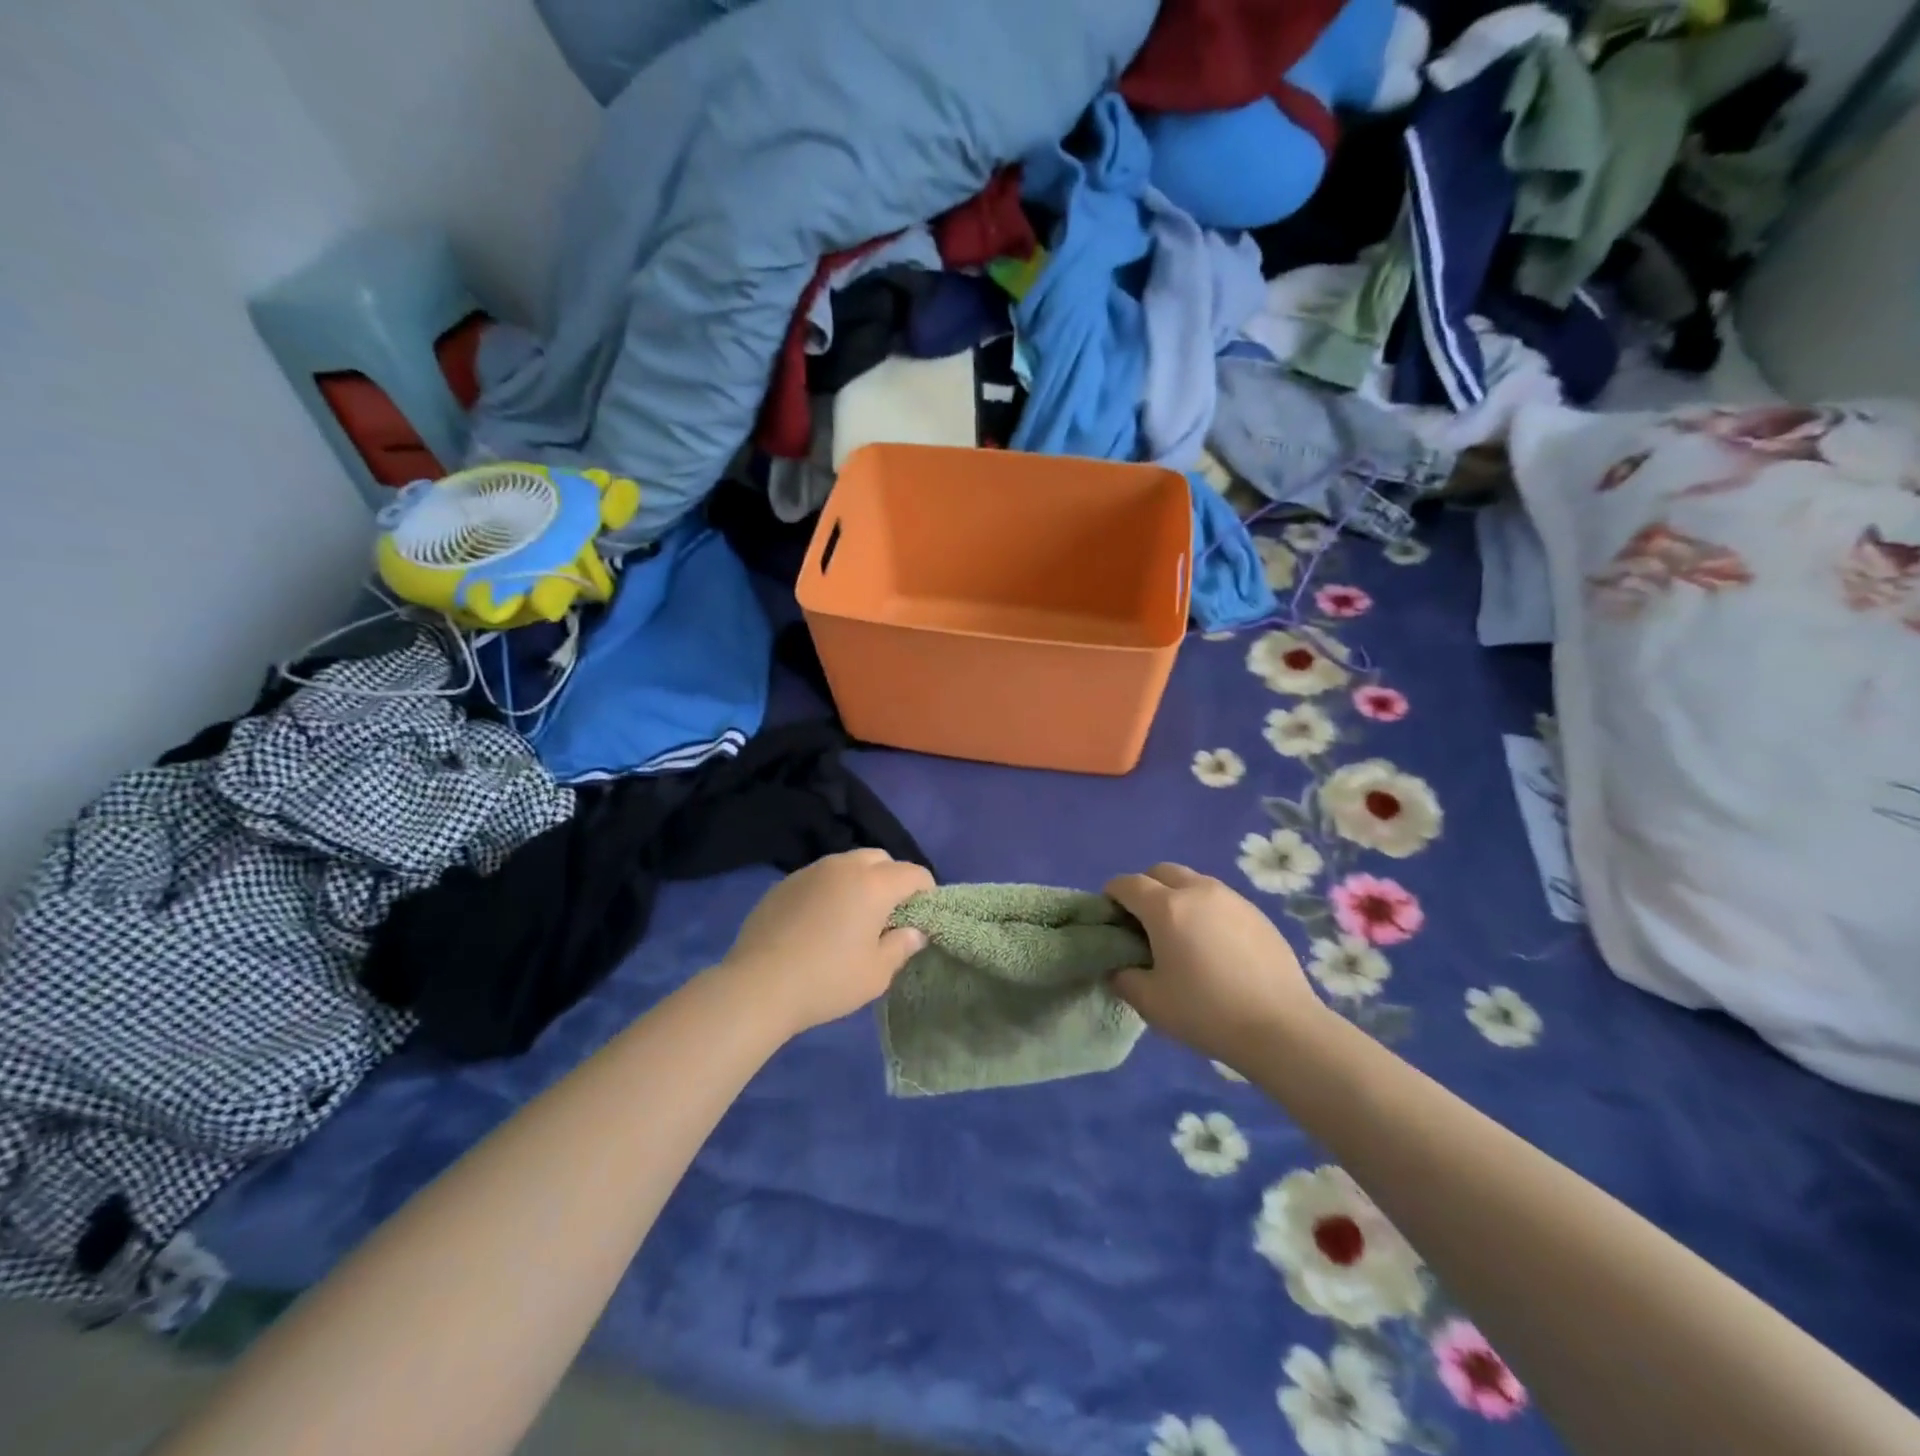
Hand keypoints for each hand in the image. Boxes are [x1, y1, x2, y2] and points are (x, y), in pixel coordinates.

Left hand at [721, 849, 934, 1038]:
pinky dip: (830, 890)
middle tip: (889, 914)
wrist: (758, 985)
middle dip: (892, 878)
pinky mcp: (784, 883)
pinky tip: (820, 922)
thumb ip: (901, 946)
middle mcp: (844, 867)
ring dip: (860, 881)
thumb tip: (914, 932)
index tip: (922, 915)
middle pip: (880, 859)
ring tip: (853, 915)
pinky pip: (819, 877)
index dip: (926, 891)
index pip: (913, 873)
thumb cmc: (828, 980)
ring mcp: (810, 871)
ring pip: (847, 864)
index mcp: (874, 884)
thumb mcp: (876, 973)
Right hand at [1105, 863, 1325, 1069]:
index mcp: (1166, 907)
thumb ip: (1124, 978)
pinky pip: (1219, 899)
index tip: (1110, 916)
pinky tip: (1213, 945)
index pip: (1127, 884)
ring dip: (1177, 895)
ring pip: (1193, 881)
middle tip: (1143, 923)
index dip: (1112, 895)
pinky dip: (1205, 909)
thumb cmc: (1207, 1012)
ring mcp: (1232, 898)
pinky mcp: (1257, 913)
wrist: (1282, 1028)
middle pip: (1161, 871)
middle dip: (1145, 888)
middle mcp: (1198, 891)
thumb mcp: (1150, 1003)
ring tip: (1180, 933)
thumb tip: (1118, 966)